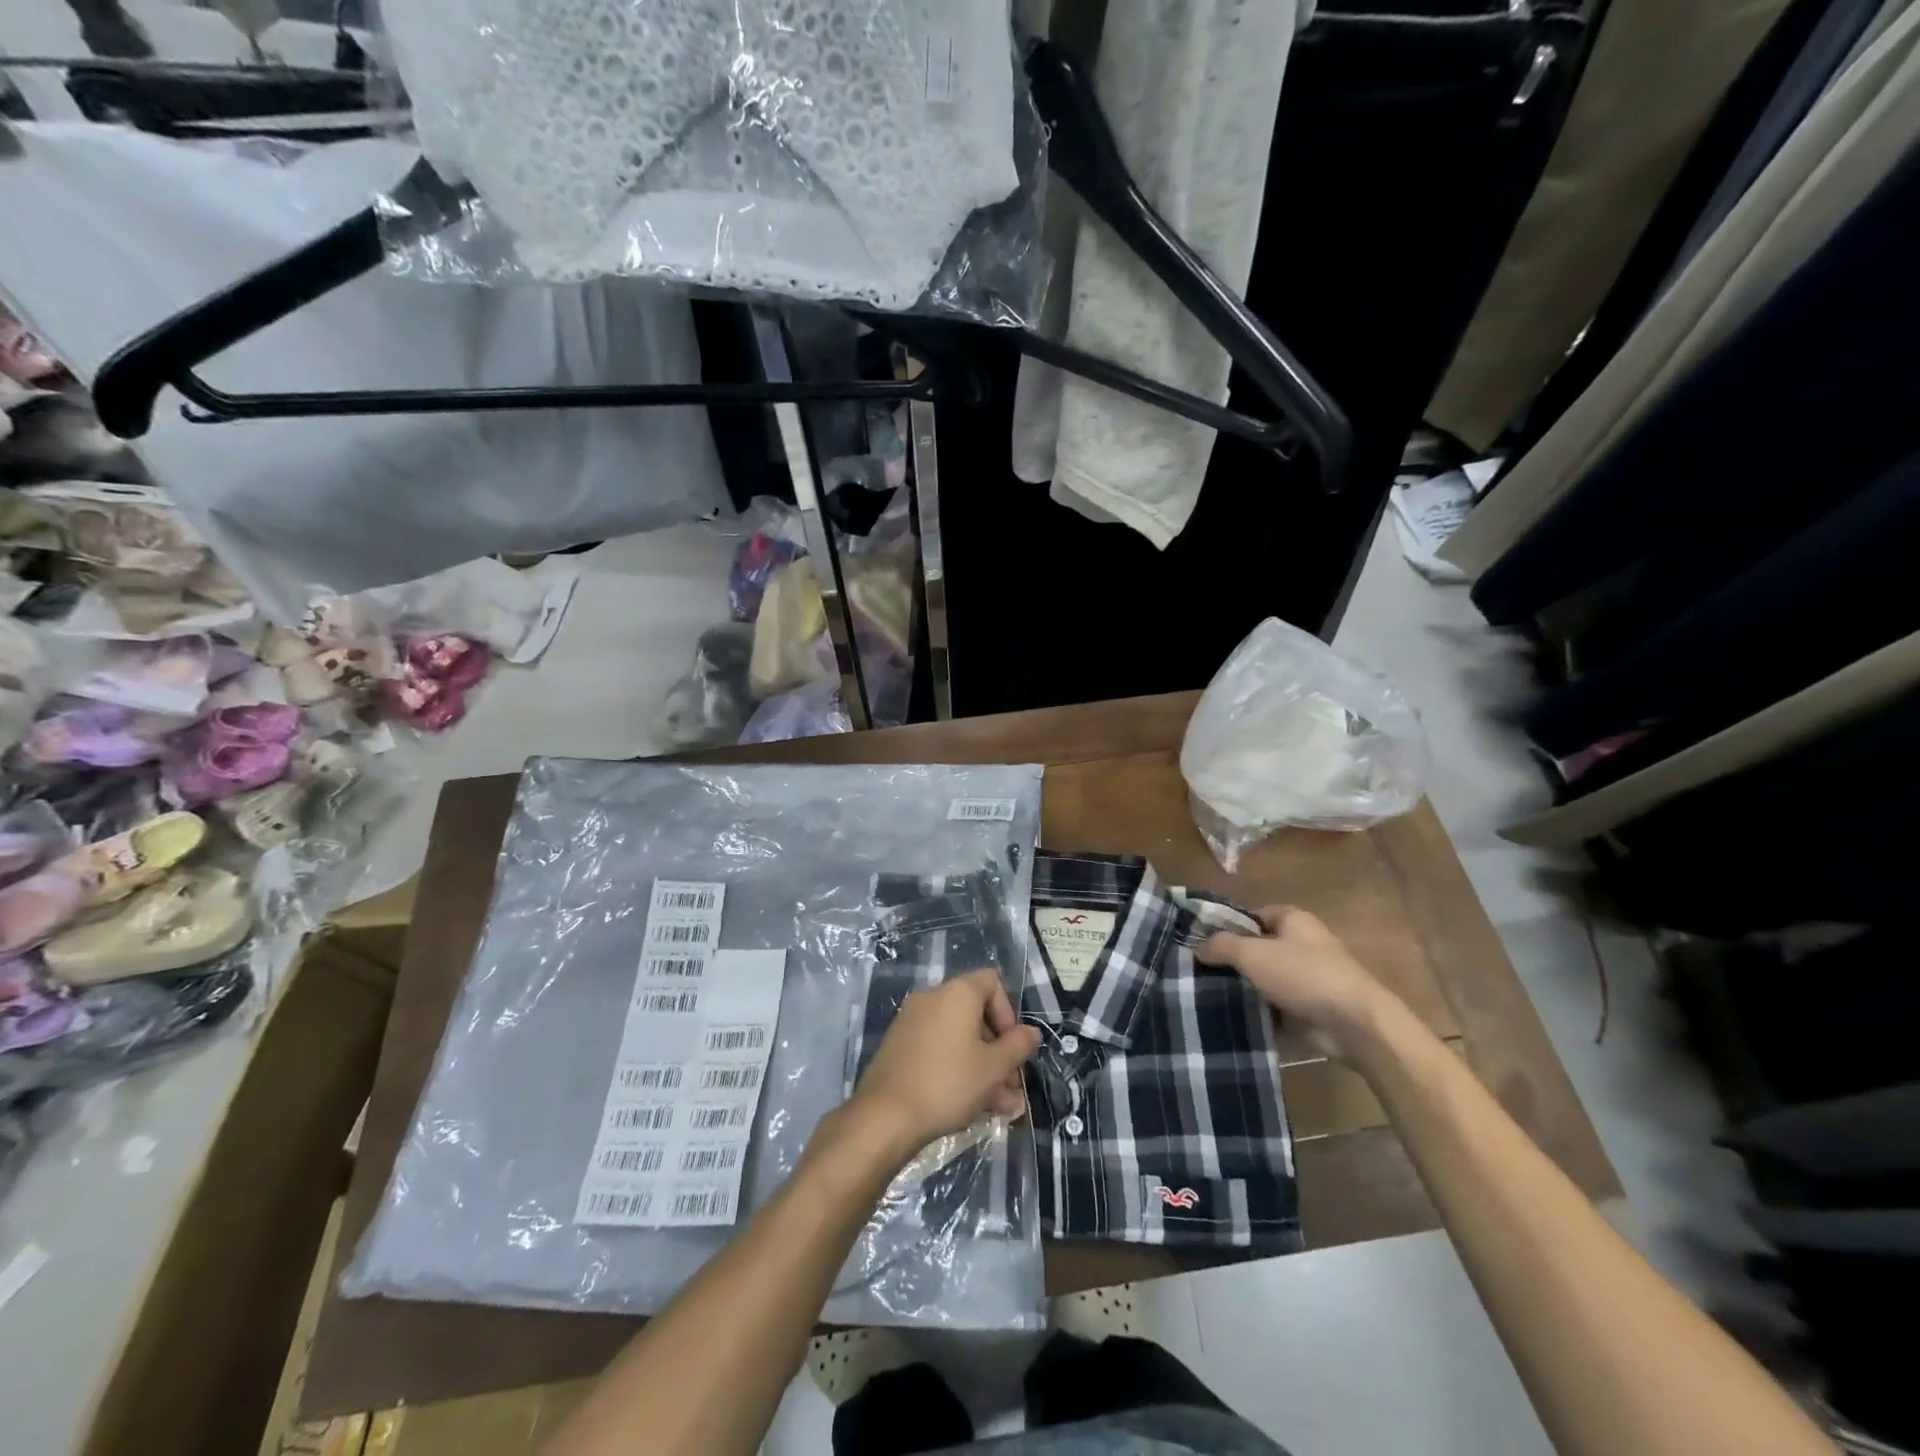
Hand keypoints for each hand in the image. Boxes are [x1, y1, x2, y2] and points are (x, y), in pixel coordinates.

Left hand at [850, 968, 1040, 1152]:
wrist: (885, 1115)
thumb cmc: (948, 1083)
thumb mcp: (993, 1068)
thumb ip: (1018, 1046)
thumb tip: (1031, 1032)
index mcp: (957, 993)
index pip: (992, 982)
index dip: (1009, 1013)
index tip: (1013, 1047)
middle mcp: (932, 998)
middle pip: (976, 1015)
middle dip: (999, 1051)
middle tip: (1012, 1087)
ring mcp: (912, 1022)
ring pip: (959, 1039)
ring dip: (983, 1068)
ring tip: (1000, 1108)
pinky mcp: (899, 1047)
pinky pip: (938, 1050)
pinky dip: (957, 1069)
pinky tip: (972, 1107)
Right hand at [1196, 906, 1403, 1062]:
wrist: (1353, 1025)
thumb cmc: (1303, 975)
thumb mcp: (1253, 953)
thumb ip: (1221, 945)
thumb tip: (1197, 947)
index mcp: (1294, 920)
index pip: (1251, 916)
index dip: (1226, 927)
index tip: (1200, 944)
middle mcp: (1302, 944)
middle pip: (1257, 949)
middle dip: (1231, 961)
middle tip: (1198, 972)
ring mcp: (1307, 978)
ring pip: (1264, 979)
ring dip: (1243, 989)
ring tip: (1206, 997)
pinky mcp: (1309, 1009)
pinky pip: (1275, 1006)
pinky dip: (1257, 1012)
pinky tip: (1230, 1018)